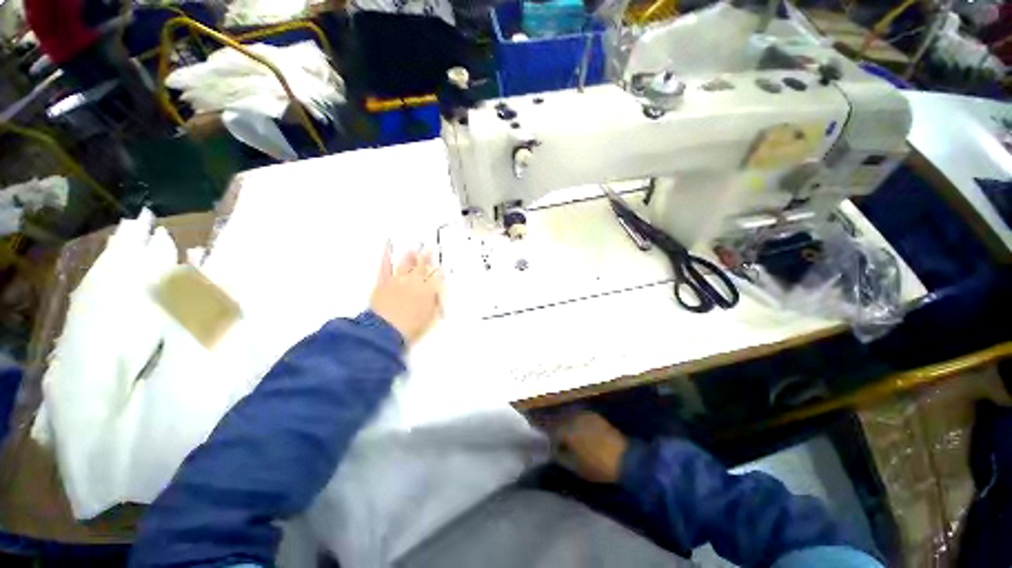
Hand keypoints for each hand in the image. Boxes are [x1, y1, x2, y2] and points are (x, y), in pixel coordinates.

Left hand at [370, 244, 442, 344]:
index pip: (436, 276)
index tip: (441, 266)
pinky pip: (385, 266)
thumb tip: (437, 294)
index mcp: (428, 290)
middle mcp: (415, 282)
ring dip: (410, 255)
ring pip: (406, 263)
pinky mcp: (383, 282)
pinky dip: (385, 257)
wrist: (387, 329)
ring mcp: (398, 280)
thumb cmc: (411, 326)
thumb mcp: (430, 317)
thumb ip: (435, 302)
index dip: (439, 270)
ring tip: (413, 248)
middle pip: (422, 266)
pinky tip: (386, 249)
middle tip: (430, 248)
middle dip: (427, 257)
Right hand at [554, 412, 627, 483]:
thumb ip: (561, 457)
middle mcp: (573, 418)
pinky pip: (580, 417)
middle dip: (558, 430)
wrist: (624, 458)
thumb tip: (555, 452)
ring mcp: (584, 415)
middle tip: (559, 442)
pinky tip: (581, 432)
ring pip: (570, 418)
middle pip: (560, 422)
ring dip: (568, 425)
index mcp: (566, 430)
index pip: (552, 432)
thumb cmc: (597, 465)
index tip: (551, 448)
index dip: (551, 440)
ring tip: (570, 437)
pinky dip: (578, 423)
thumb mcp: (575, 467)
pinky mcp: (595, 416)